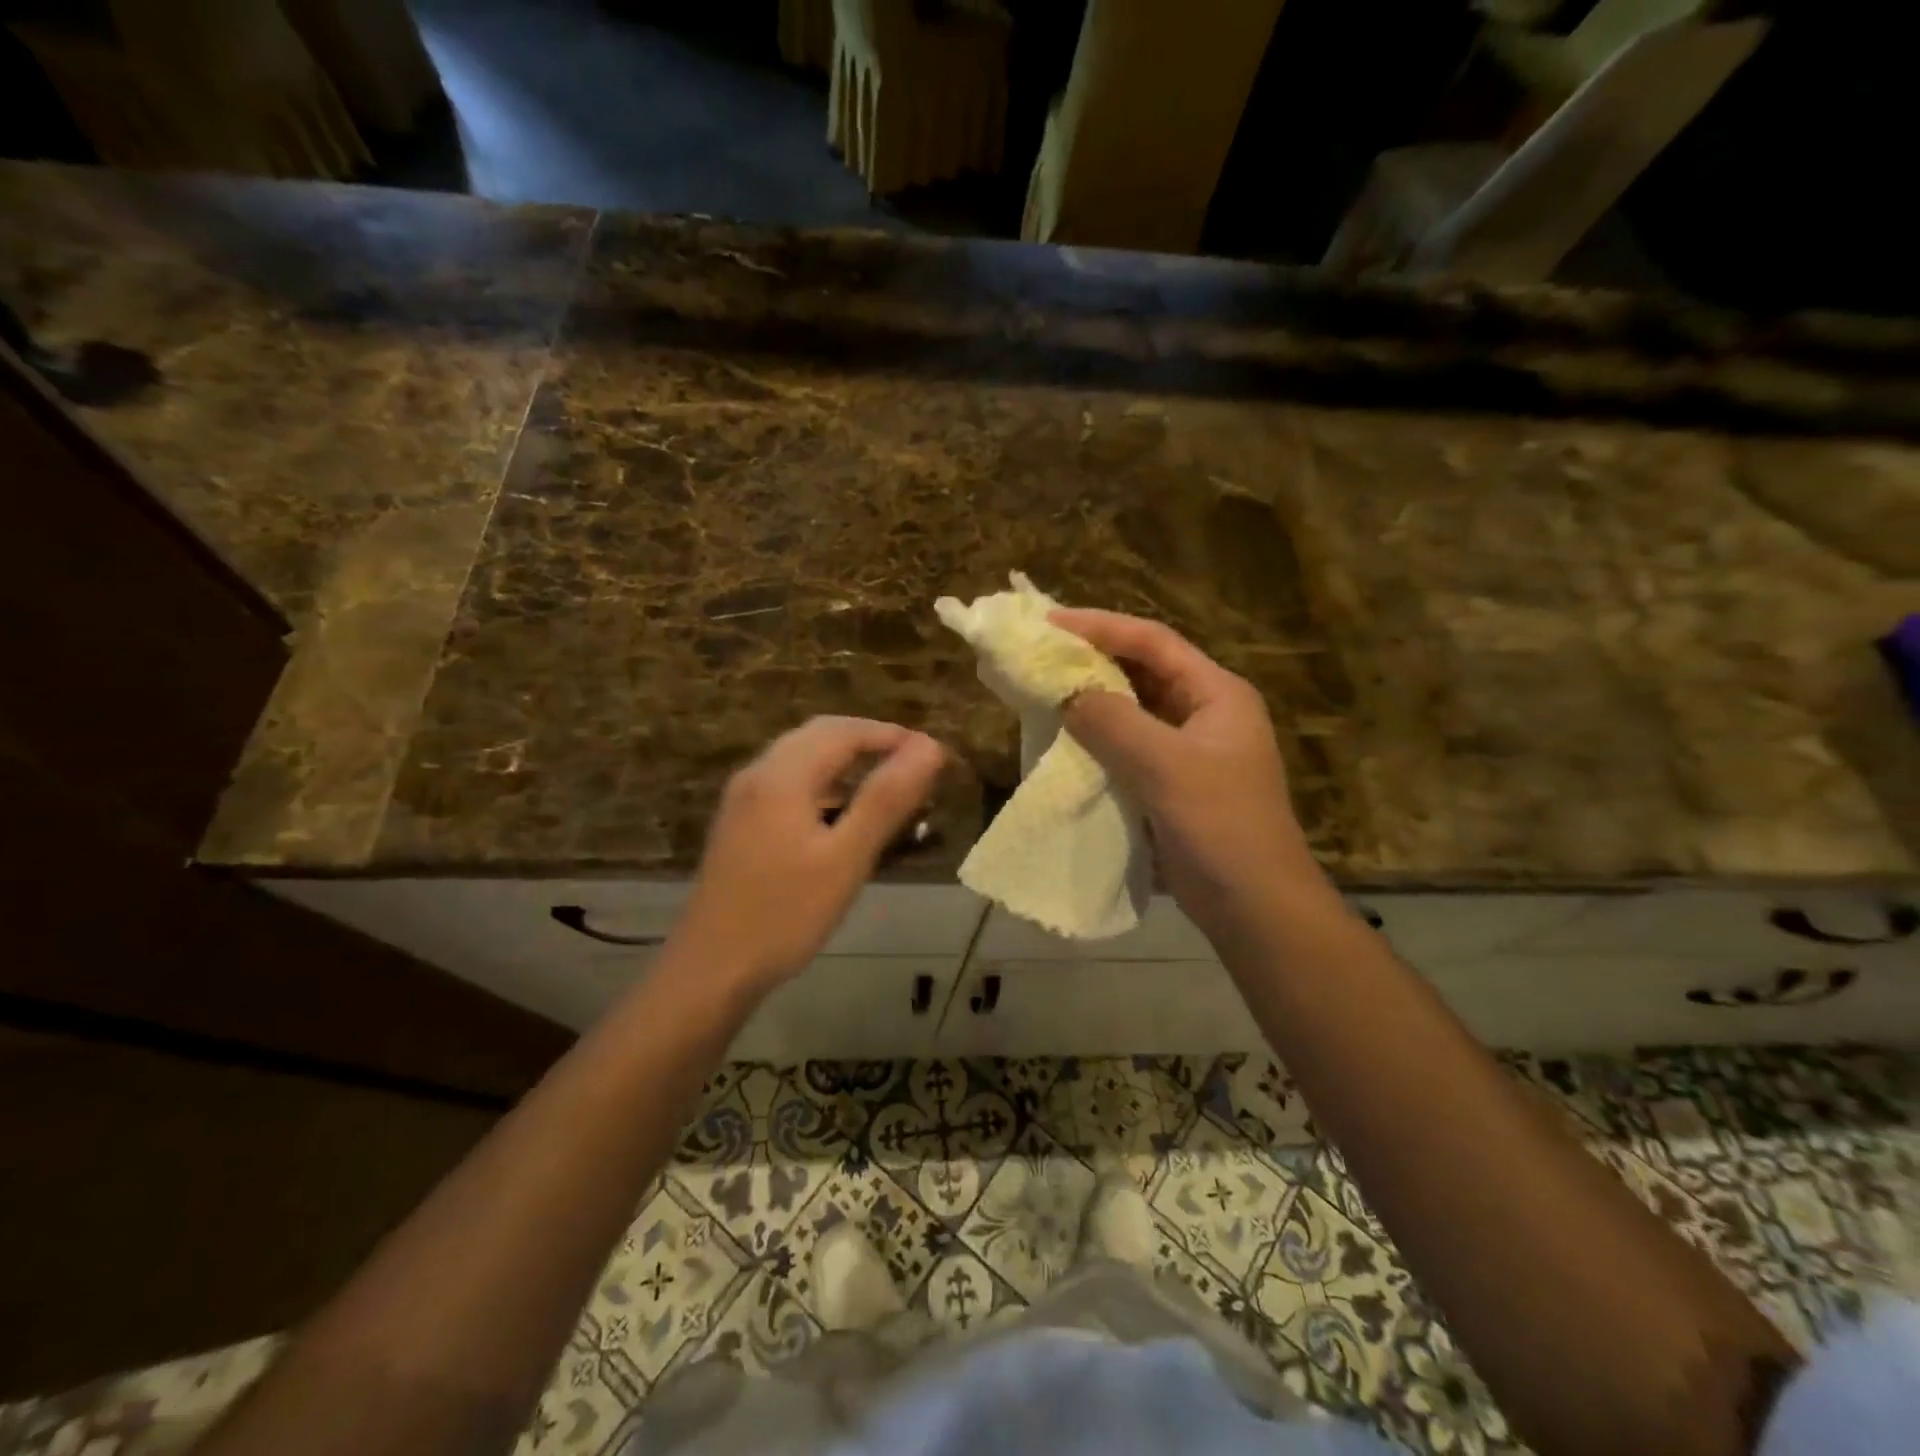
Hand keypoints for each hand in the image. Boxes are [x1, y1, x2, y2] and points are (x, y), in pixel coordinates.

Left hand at [676, 717, 946, 990]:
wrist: (710, 970)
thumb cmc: (785, 914)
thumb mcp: (846, 858)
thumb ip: (887, 799)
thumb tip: (930, 748)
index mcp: (782, 775)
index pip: (846, 731)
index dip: (894, 735)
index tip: (935, 755)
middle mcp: (758, 774)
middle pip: (820, 735)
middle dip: (871, 741)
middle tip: (915, 765)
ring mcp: (743, 799)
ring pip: (802, 758)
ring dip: (847, 760)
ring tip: (888, 785)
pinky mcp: (740, 824)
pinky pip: (789, 782)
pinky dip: (825, 782)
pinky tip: (842, 813)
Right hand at [1051, 609, 1330, 939]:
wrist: (1254, 907)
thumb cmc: (1220, 826)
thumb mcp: (1165, 766)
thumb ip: (1112, 722)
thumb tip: (1066, 693)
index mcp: (1216, 694)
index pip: (1153, 641)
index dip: (1101, 626)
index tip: (1049, 623)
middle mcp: (1204, 713)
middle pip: (1142, 670)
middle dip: (1093, 660)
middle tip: (1040, 654)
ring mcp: (1188, 750)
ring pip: (1132, 710)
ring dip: (1091, 701)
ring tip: (1042, 691)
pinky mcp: (1171, 783)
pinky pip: (1127, 748)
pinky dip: (1096, 740)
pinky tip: (1062, 741)